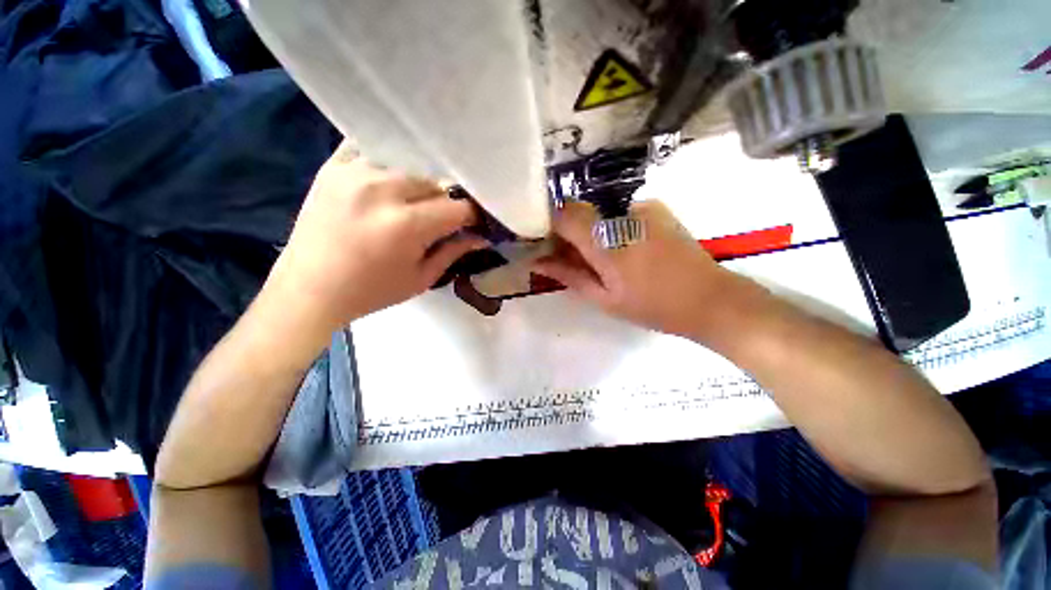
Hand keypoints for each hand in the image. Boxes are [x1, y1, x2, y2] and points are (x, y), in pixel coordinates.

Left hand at [265, 143, 486, 333]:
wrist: (309, 289)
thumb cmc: (372, 291)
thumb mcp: (421, 279)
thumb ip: (454, 252)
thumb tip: (481, 236)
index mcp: (407, 225)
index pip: (458, 207)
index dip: (471, 215)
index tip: (472, 223)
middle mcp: (383, 190)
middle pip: (436, 182)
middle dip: (445, 201)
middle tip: (441, 218)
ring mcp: (355, 172)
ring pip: (409, 166)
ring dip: (419, 184)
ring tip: (413, 202)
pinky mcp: (333, 166)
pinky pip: (371, 149)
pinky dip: (387, 162)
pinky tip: (388, 179)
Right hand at [533, 200, 737, 337]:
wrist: (709, 298)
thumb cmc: (651, 306)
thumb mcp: (604, 298)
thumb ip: (569, 275)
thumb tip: (538, 262)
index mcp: (605, 241)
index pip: (562, 215)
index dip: (549, 227)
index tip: (546, 247)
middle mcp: (621, 214)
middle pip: (578, 210)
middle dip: (567, 232)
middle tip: (569, 259)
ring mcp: (640, 207)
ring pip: (597, 212)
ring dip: (588, 231)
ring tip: (599, 259)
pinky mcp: (655, 208)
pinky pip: (617, 212)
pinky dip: (609, 228)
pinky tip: (622, 250)